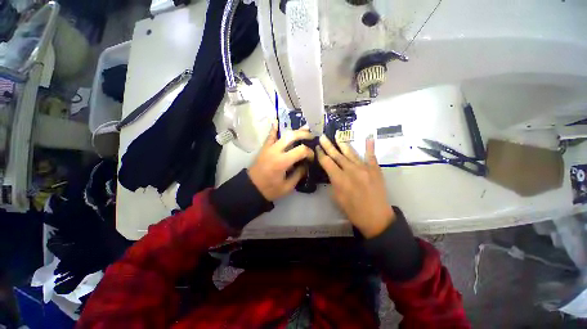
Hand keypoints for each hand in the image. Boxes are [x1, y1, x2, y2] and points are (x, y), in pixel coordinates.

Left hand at [247, 122, 313, 200]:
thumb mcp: (287, 187)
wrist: (251, 188)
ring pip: (283, 134)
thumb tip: (306, 164)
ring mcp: (268, 148)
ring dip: (294, 130)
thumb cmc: (270, 189)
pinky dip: (274, 128)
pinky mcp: (264, 148)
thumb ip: (298, 174)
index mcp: (282, 162)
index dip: (309, 152)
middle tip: (312, 136)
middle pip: (292, 136)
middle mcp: (275, 151)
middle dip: (304, 134)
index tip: (312, 158)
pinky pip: (270, 136)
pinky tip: (277, 121)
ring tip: (304, 128)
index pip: (301, 150)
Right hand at [317, 135, 394, 237]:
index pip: (327, 162)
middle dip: (328, 146)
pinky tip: (368, 137)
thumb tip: (332, 172)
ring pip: (351, 153)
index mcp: (340, 179)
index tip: (317, 147)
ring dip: (343, 144)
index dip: (321, 154)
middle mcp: (351, 170)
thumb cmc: (353, 210)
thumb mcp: (337, 198)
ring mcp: (364, 168)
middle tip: (323, 137)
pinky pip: (371, 155)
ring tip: (337, 136)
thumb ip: (333, 182)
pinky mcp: (375, 169)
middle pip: (337, 155)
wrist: (376, 217)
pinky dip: (369, 146)